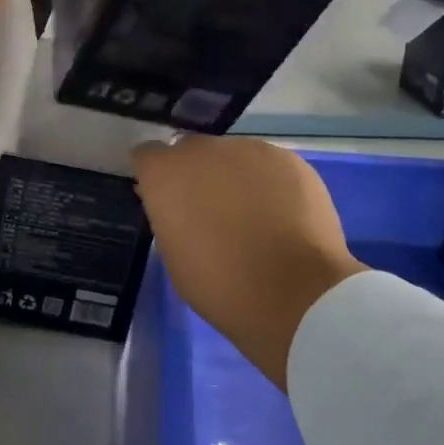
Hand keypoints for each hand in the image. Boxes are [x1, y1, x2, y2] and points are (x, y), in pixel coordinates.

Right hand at [132, 137, 364, 390]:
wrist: (296, 295)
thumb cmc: (221, 286)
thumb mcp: (174, 255)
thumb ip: (169, 217)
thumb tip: (176, 205)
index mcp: (166, 174)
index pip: (147, 156)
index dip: (156, 177)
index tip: (165, 201)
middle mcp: (204, 150)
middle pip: (191, 151)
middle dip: (195, 175)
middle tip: (210, 211)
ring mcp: (250, 149)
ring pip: (232, 156)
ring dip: (233, 177)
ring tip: (252, 216)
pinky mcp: (289, 159)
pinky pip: (267, 166)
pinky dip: (268, 184)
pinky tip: (280, 216)